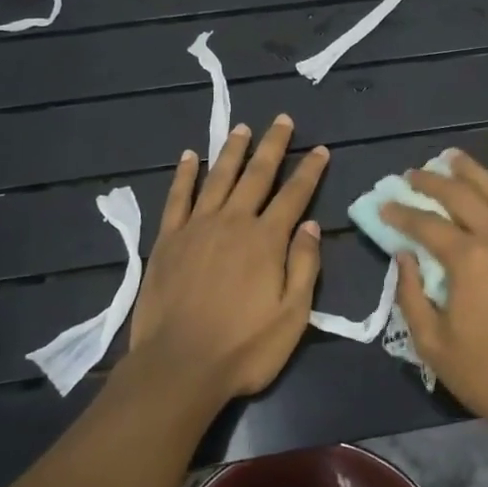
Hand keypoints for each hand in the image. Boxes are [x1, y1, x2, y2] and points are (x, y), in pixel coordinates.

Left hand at [127, 115, 328, 402]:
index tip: (320, 149)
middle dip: (273, 145)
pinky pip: (177, 198)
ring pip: (218, 178)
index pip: (294, 195)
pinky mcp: (167, 240)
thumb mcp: (292, 315)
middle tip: (282, 120)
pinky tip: (191, 157)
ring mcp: (196, 228)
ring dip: (232, 151)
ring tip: (242, 128)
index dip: (309, 170)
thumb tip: (310, 224)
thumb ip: (304, 266)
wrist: (178, 367)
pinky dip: (185, 175)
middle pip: (257, 175)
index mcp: (266, 240)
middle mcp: (233, 222)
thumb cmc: (244, 348)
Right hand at [381, 151, 487, 434]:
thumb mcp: (431, 342)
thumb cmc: (485, 373)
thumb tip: (404, 257)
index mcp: (470, 259)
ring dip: (473, 174)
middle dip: (434, 181)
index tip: (385, 203)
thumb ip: (411, 293)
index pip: (428, 224)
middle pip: (464, 196)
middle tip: (413, 173)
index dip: (402, 212)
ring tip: (453, 159)